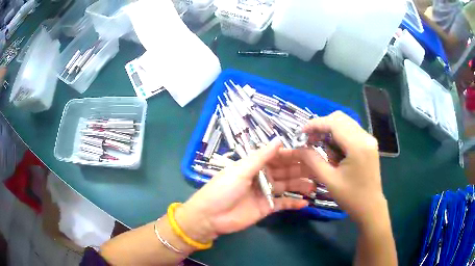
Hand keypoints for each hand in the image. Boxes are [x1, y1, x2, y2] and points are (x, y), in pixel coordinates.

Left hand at [176, 138, 315, 242]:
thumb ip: (261, 156)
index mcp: (255, 165)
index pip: (278, 157)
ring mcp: (265, 193)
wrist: (210, 217)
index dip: (293, 155)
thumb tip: (279, 139)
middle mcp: (262, 177)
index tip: (310, 153)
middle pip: (285, 172)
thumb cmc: (223, 189)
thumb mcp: (241, 170)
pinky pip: (282, 204)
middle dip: (301, 170)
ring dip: (300, 186)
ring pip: (287, 187)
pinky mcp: (266, 208)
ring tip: (314, 186)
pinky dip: (293, 203)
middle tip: (318, 170)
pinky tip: (305, 203)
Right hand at [297, 111, 386, 226]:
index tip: (300, 133)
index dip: (315, 124)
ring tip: (319, 145)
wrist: (370, 207)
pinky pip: (351, 130)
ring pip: (345, 122)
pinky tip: (332, 148)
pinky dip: (338, 134)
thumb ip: (313, 160)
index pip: (333, 123)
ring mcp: (369, 139)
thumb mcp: (329, 180)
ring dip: (330, 129)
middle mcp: (366, 137)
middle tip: (309, 140)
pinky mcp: (369, 143)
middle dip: (322, 126)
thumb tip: (299, 147)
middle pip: (340, 118)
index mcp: (357, 146)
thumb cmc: (350, 197)